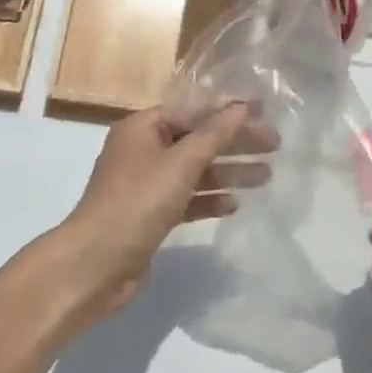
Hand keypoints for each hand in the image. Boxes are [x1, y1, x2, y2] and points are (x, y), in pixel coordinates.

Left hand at [57, 104, 274, 322]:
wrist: (96, 265)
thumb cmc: (137, 202)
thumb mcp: (179, 164)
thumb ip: (213, 135)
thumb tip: (241, 107)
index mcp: (141, 128)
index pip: (191, 111)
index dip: (227, 110)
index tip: (262, 111)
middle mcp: (143, 150)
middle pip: (196, 140)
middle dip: (234, 142)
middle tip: (275, 145)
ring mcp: (146, 185)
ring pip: (195, 171)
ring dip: (228, 172)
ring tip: (267, 175)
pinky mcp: (151, 215)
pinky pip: (187, 198)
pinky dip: (209, 199)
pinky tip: (235, 204)